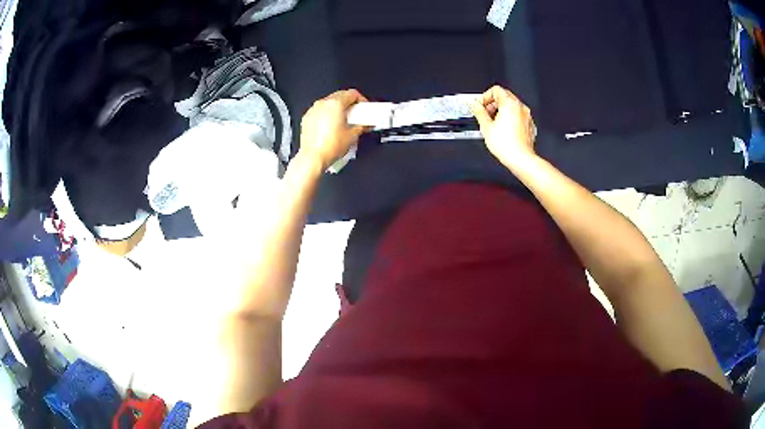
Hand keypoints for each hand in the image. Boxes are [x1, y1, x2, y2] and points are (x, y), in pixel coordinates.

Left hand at [298, 89, 367, 170]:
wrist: (313, 158)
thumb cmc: (329, 147)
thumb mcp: (353, 136)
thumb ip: (362, 126)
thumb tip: (365, 124)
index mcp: (335, 104)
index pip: (352, 93)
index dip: (362, 100)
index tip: (364, 107)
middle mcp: (323, 104)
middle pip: (340, 95)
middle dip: (350, 103)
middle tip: (357, 114)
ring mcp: (313, 110)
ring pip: (329, 103)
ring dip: (338, 108)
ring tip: (344, 121)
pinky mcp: (307, 118)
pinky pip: (320, 111)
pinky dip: (327, 115)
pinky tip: (332, 126)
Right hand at [469, 86, 536, 168]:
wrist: (521, 159)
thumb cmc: (506, 145)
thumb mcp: (486, 126)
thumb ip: (478, 111)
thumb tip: (473, 104)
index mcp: (509, 103)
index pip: (496, 90)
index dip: (485, 97)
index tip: (481, 106)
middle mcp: (520, 107)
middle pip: (504, 96)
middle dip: (493, 103)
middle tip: (486, 114)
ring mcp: (526, 116)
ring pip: (512, 106)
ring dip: (502, 111)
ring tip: (494, 124)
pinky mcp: (529, 125)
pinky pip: (518, 116)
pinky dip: (510, 118)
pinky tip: (504, 130)